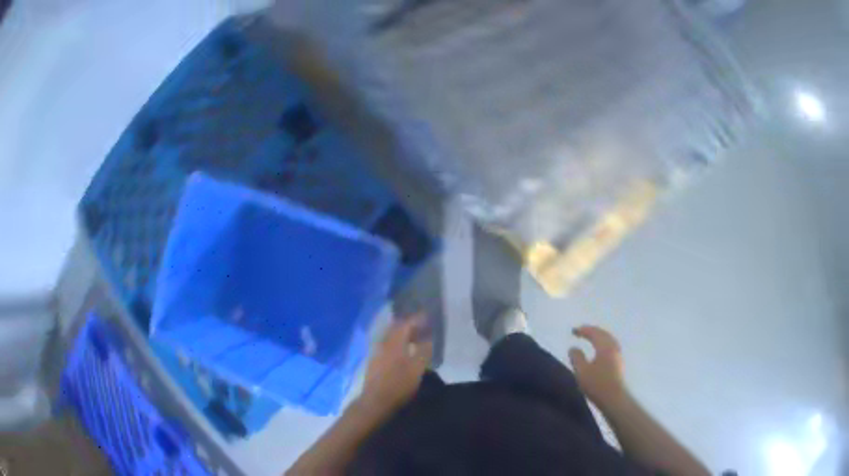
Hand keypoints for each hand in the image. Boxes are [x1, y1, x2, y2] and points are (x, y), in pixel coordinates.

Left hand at [361, 315, 432, 412]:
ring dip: (403, 334)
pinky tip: (403, 350)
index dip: (417, 319)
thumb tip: (428, 337)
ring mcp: (377, 352)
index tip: (427, 316)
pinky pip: (388, 344)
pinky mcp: (374, 361)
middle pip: (396, 328)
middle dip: (409, 324)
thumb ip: (424, 350)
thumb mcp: (417, 368)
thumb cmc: (399, 384)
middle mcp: (383, 343)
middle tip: (422, 325)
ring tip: (415, 337)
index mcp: (394, 341)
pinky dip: (397, 343)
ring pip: (391, 336)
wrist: (375, 400)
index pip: (406, 323)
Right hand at [568, 326, 626, 406]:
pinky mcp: (619, 362)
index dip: (583, 330)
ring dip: (599, 336)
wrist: (614, 398)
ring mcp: (618, 355)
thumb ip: (576, 358)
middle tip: (582, 331)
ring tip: (591, 338)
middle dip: (592, 331)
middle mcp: (613, 347)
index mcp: (605, 346)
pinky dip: (603, 343)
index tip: (573, 330)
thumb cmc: (597, 384)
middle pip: (603, 334)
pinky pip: (611, 346)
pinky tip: (600, 350)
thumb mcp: (581, 372)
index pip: (594, 333)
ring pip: (609, 340)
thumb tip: (573, 348)